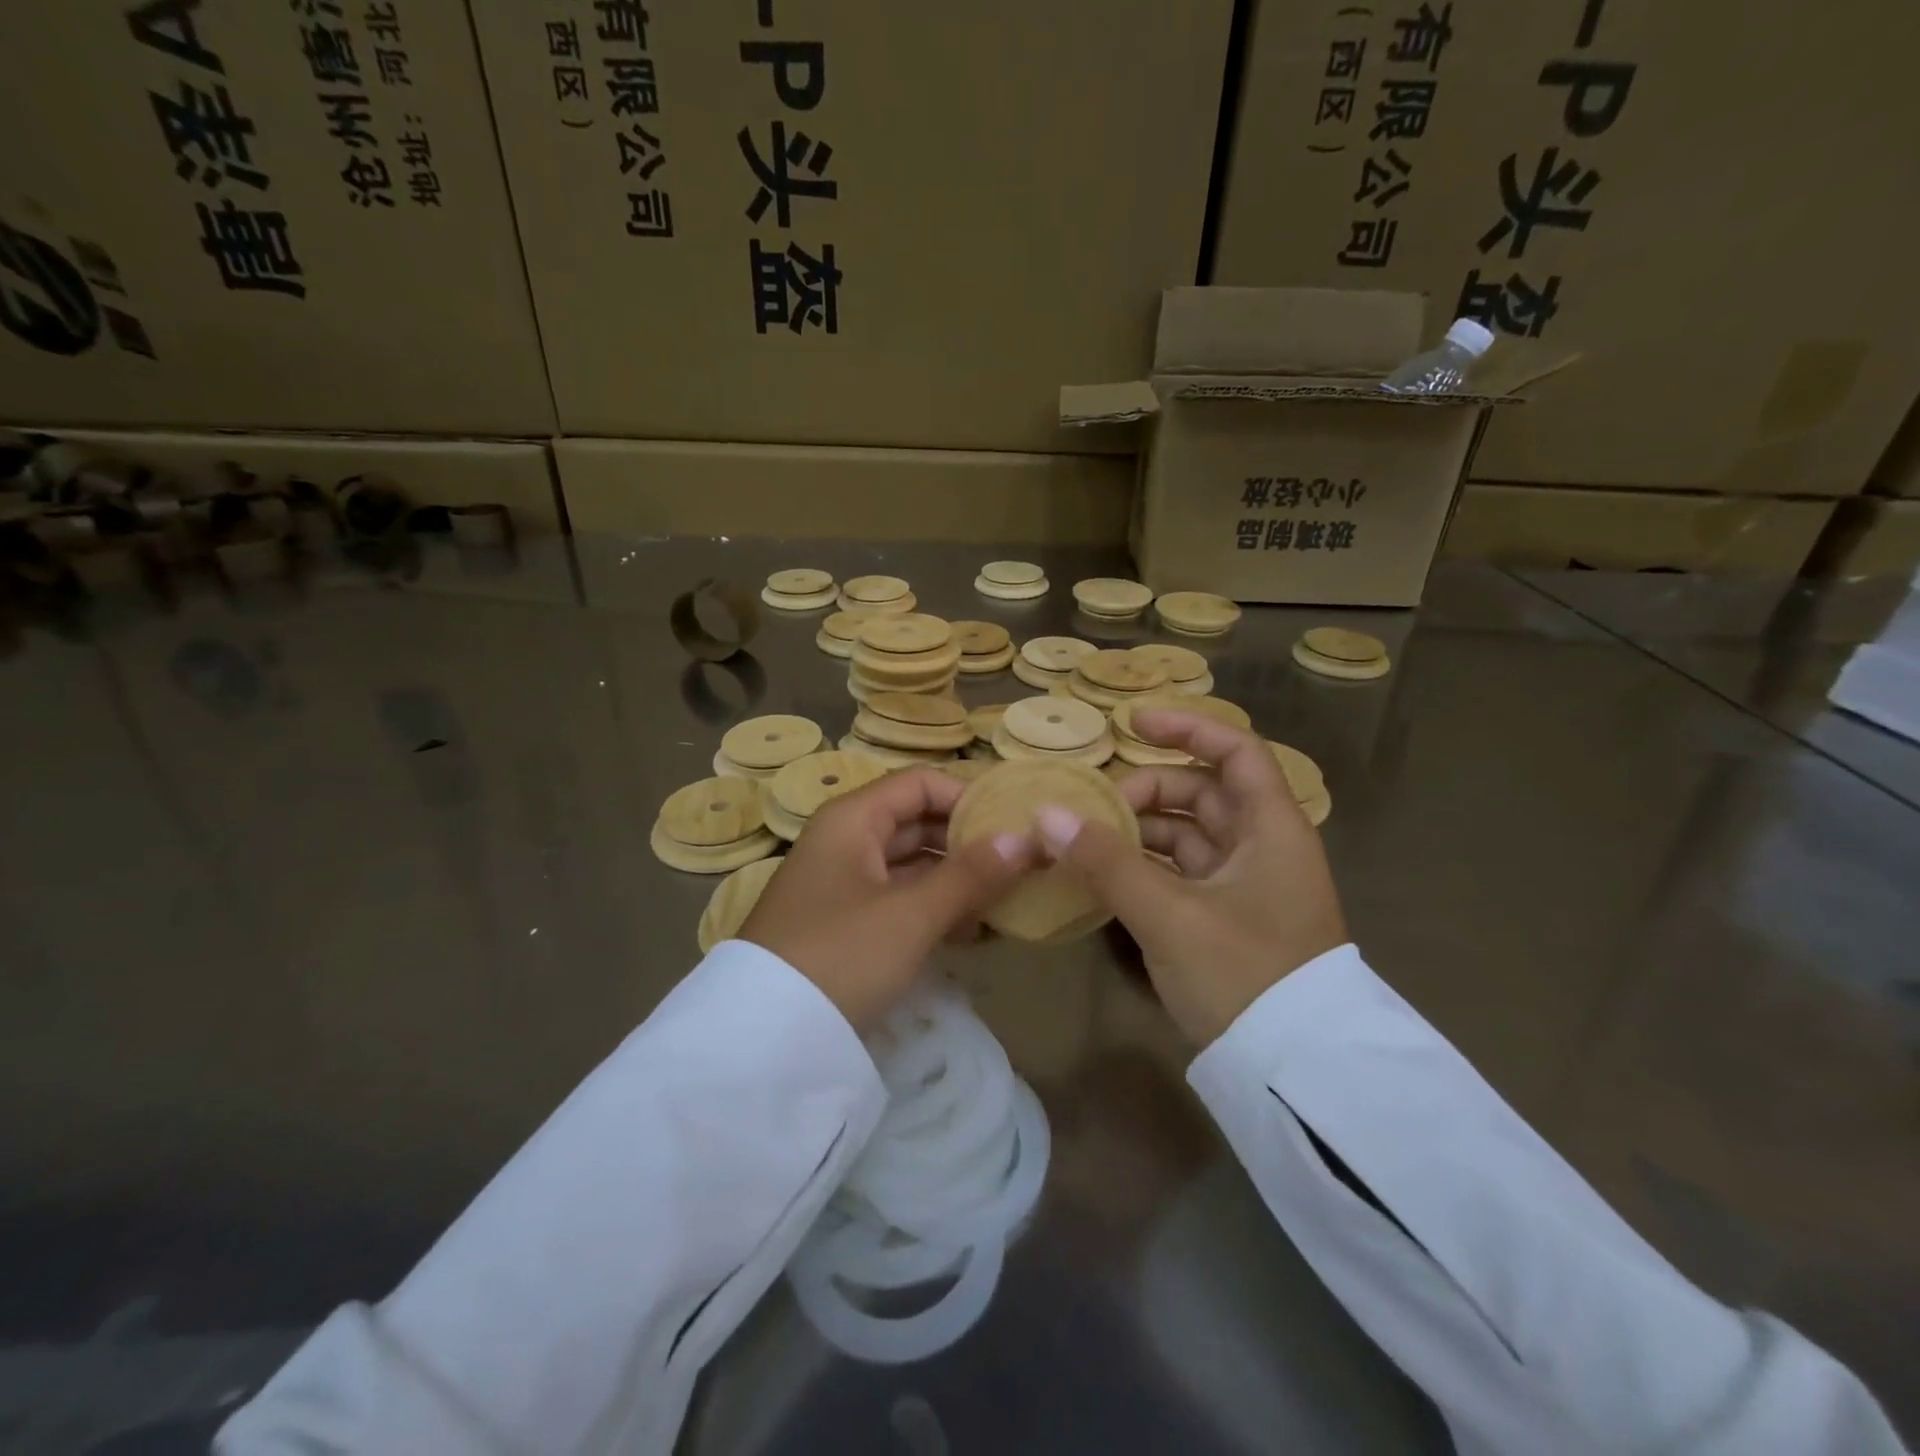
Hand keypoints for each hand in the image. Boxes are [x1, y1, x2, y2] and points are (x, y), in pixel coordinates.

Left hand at [741, 768, 1034, 1032]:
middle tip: (1022, 865)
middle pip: (918, 823)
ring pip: (912, 867)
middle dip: (969, 843)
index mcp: (853, 819)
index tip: (1015, 825)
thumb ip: (971, 875)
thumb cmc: (841, 954)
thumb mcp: (911, 914)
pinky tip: (973, 934)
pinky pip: (901, 902)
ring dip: (958, 882)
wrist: (765, 1037)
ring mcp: (844, 885)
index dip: (968, 797)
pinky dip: (935, 911)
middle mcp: (847, 842)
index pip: (921, 784)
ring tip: (1007, 903)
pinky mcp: (847, 925)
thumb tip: (1026, 839)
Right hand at [1036, 711, 1346, 1046]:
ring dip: (1139, 833)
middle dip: (1147, 791)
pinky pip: (1180, 875)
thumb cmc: (1245, 976)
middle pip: (1203, 794)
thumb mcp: (1170, 915)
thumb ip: (1107, 862)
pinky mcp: (1227, 921)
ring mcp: (1246, 887)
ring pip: (1188, 837)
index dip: (1187, 728)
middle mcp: (1263, 848)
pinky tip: (1103, 877)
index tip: (1132, 722)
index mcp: (1272, 829)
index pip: (1236, 752)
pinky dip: (1144, 869)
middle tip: (1093, 807)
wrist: (1292, 1073)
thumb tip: (1046, 814)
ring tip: (1085, 841)